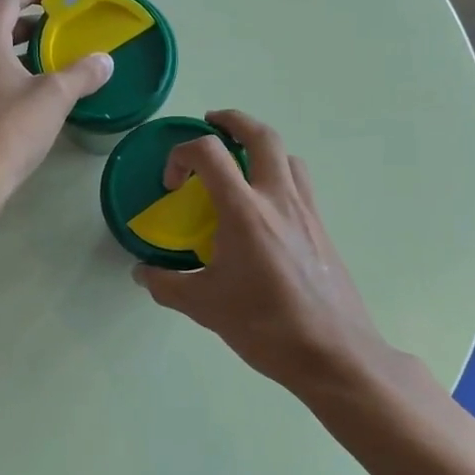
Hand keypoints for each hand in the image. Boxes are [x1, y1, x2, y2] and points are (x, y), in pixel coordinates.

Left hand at [0, 0, 112, 206]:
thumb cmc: (8, 132)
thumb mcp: (53, 98)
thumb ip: (82, 74)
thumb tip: (104, 61)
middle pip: (0, 25)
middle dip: (33, 23)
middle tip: (63, 33)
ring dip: (24, 53)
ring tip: (55, 66)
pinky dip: (15, 77)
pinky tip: (36, 101)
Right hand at [134, 111, 395, 397]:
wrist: (332, 352)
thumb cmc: (264, 325)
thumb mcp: (203, 307)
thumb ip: (166, 284)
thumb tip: (142, 273)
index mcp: (244, 211)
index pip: (209, 153)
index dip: (182, 154)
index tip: (173, 183)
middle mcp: (279, 199)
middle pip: (261, 135)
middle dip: (233, 121)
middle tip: (213, 124)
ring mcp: (307, 211)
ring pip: (288, 156)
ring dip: (262, 148)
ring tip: (242, 166)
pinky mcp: (323, 228)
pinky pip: (301, 184)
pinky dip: (280, 176)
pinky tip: (266, 210)